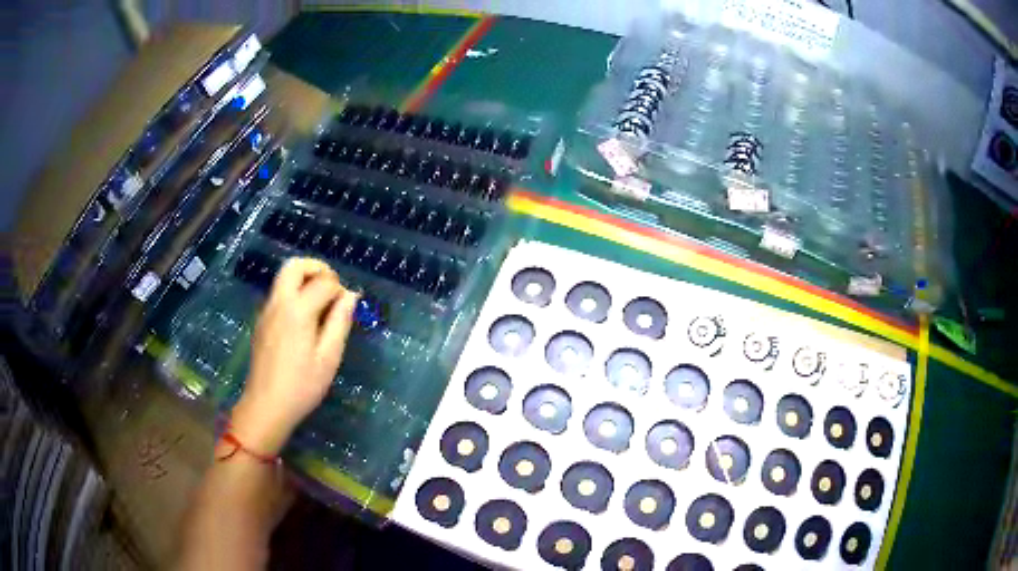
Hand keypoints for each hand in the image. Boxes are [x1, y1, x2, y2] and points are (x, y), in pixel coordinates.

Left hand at [230, 258, 357, 455]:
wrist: (266, 406)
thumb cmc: (302, 386)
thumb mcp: (329, 357)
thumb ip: (340, 322)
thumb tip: (351, 296)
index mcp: (298, 310)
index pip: (324, 282)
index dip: (340, 290)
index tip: (348, 308)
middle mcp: (279, 302)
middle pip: (295, 265)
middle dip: (317, 269)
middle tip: (332, 289)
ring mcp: (266, 310)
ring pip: (284, 277)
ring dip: (305, 280)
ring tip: (321, 305)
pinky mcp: (262, 321)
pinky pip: (279, 294)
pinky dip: (294, 293)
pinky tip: (305, 321)